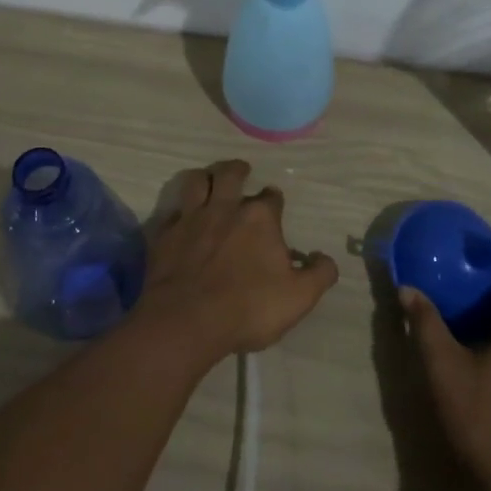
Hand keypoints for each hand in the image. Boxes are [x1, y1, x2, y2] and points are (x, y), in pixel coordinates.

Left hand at [134, 160, 338, 365]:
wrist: (188, 320)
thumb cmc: (249, 307)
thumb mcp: (299, 297)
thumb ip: (319, 274)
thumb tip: (326, 259)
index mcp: (260, 218)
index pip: (271, 197)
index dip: (274, 199)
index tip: (274, 204)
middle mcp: (225, 207)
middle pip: (230, 175)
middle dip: (237, 170)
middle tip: (240, 171)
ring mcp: (191, 219)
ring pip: (196, 182)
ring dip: (204, 177)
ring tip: (208, 179)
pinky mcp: (165, 235)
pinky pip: (171, 213)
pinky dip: (178, 212)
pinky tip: (180, 219)